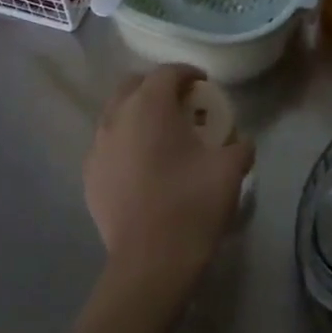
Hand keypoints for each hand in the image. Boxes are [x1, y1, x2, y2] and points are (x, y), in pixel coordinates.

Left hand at [84, 65, 255, 288]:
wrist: (150, 260)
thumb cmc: (192, 204)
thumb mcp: (230, 170)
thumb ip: (239, 146)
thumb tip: (241, 142)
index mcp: (149, 106)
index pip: (167, 72)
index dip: (188, 73)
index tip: (204, 84)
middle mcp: (116, 117)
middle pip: (133, 85)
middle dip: (156, 87)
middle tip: (180, 104)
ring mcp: (97, 147)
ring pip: (115, 114)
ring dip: (137, 114)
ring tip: (160, 134)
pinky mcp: (89, 175)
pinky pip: (107, 145)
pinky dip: (124, 143)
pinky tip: (142, 165)